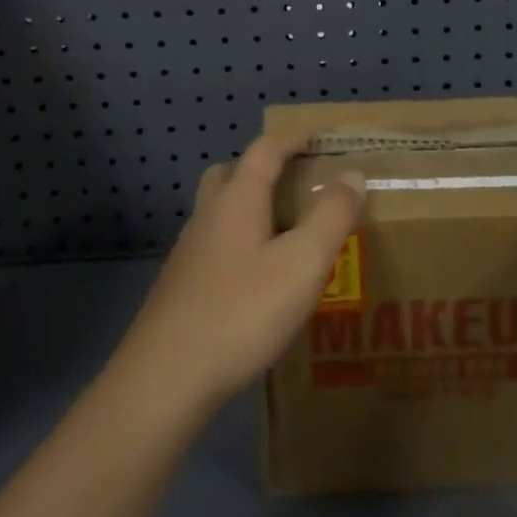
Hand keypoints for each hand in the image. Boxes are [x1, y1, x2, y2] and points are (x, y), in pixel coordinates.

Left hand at [111, 135, 363, 424]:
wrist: (165, 379)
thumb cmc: (242, 311)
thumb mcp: (303, 262)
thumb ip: (331, 215)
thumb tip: (352, 174)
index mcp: (238, 198)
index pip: (264, 150)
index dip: (290, 139)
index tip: (314, 137)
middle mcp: (208, 215)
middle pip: (231, 174)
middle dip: (261, 169)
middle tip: (294, 183)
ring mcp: (189, 252)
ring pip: (219, 212)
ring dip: (249, 208)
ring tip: (282, 232)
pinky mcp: (180, 288)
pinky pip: (214, 246)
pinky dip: (239, 244)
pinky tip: (256, 279)